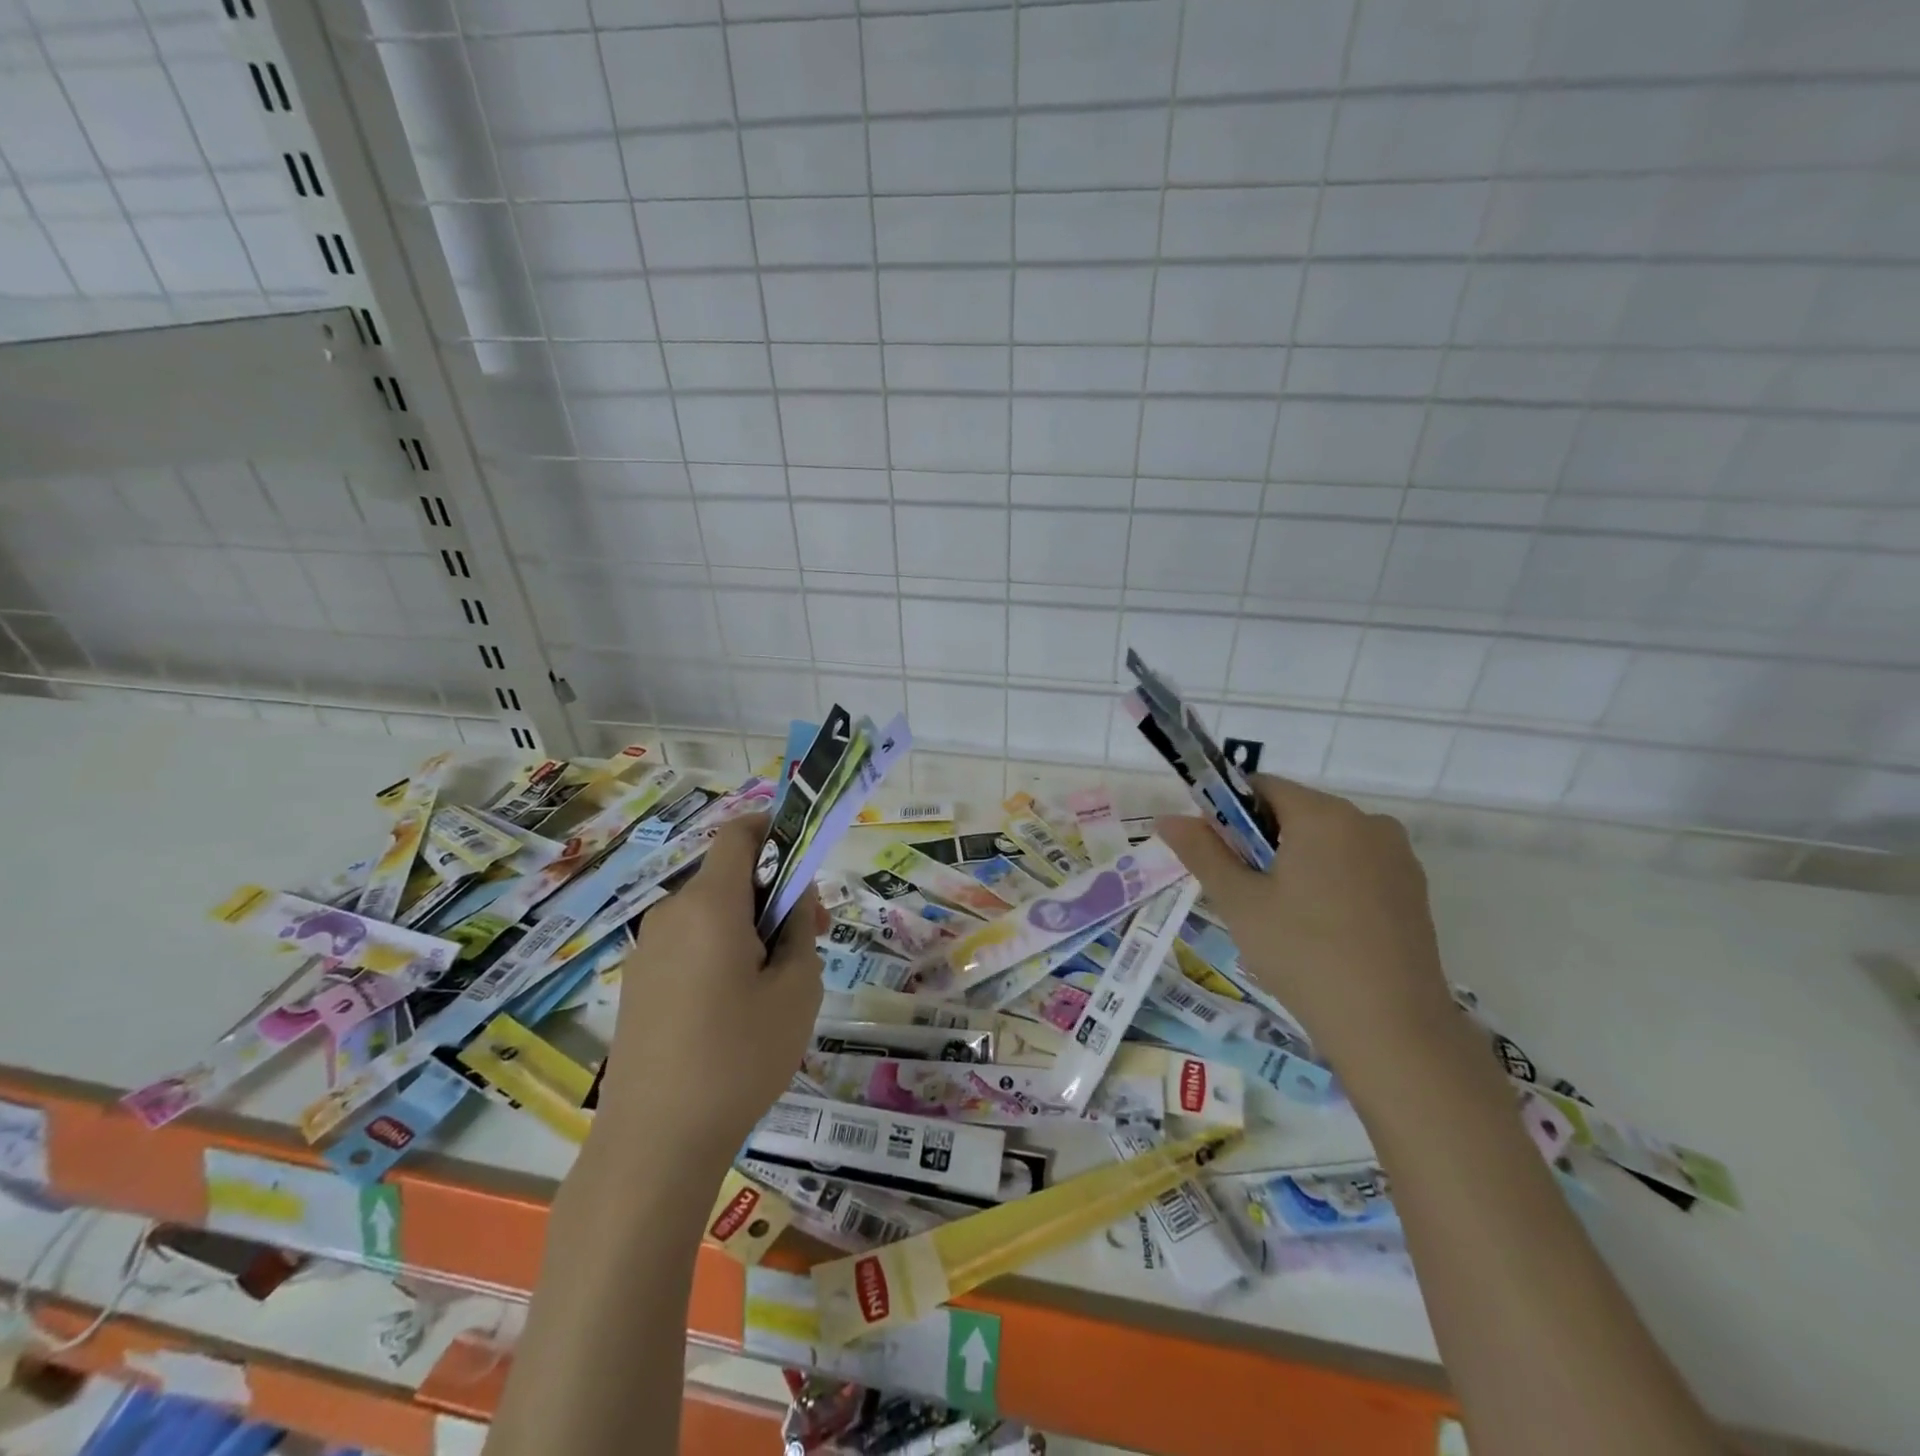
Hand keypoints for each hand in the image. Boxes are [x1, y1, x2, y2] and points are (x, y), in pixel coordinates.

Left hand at [594, 814, 823, 1163]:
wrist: (654, 1144)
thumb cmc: (740, 1057)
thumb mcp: (797, 988)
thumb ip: (802, 927)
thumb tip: (794, 895)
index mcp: (710, 904)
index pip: (739, 833)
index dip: (775, 830)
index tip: (807, 862)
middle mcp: (672, 914)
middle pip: (730, 876)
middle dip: (775, 892)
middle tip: (813, 939)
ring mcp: (648, 949)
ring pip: (712, 912)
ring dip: (751, 925)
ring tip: (779, 983)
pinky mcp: (638, 982)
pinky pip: (690, 943)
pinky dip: (722, 950)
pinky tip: (738, 1008)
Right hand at [1156, 775, 1453, 1073]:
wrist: (1392, 1028)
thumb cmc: (1303, 954)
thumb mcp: (1239, 902)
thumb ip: (1202, 852)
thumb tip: (1168, 819)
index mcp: (1323, 815)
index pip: (1261, 786)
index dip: (1228, 812)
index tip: (1216, 854)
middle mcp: (1367, 822)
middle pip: (1295, 811)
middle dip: (1260, 840)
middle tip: (1242, 892)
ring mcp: (1397, 856)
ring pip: (1326, 840)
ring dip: (1295, 861)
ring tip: (1281, 916)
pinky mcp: (1413, 888)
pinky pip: (1356, 865)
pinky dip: (1329, 880)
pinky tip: (1320, 927)